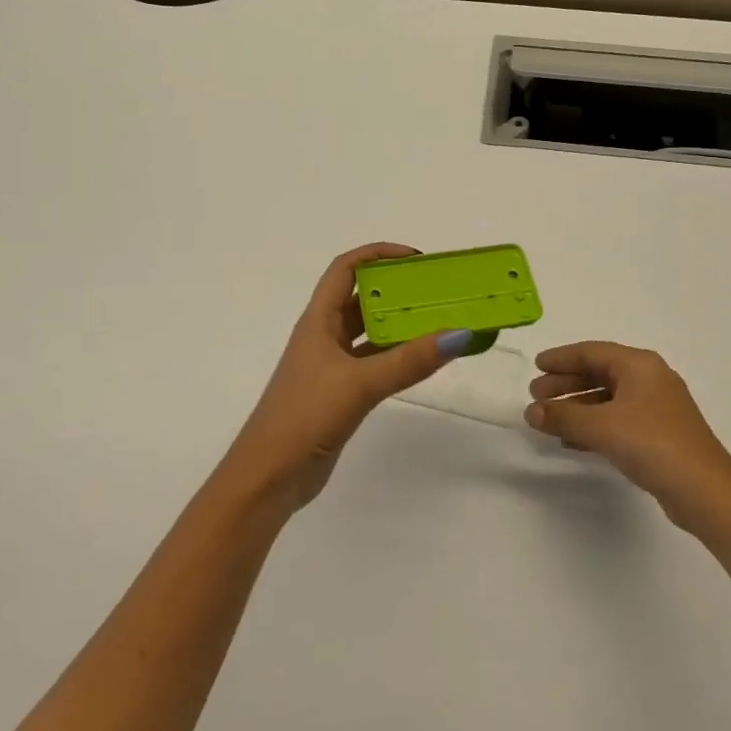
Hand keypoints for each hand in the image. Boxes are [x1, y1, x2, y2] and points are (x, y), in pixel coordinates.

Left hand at [227, 244, 481, 510]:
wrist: (270, 476)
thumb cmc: (305, 416)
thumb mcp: (360, 384)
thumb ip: (409, 361)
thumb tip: (460, 333)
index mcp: (318, 320)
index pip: (345, 269)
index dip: (377, 254)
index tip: (416, 258)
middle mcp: (324, 335)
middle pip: (360, 298)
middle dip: (396, 289)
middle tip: (437, 291)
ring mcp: (331, 365)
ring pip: (369, 332)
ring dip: (399, 324)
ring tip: (440, 319)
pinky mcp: (340, 392)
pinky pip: (374, 362)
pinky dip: (397, 356)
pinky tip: (424, 359)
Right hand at [525, 341, 730, 529]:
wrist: (705, 492)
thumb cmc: (652, 444)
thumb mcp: (602, 427)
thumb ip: (563, 416)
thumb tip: (531, 411)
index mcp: (639, 365)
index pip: (591, 352)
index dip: (561, 358)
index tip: (536, 366)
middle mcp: (649, 380)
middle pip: (599, 374)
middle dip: (566, 384)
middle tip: (536, 396)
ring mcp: (656, 408)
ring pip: (607, 399)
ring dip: (576, 407)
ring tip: (548, 419)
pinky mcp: (658, 435)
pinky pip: (616, 420)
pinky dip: (593, 426)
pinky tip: (572, 440)